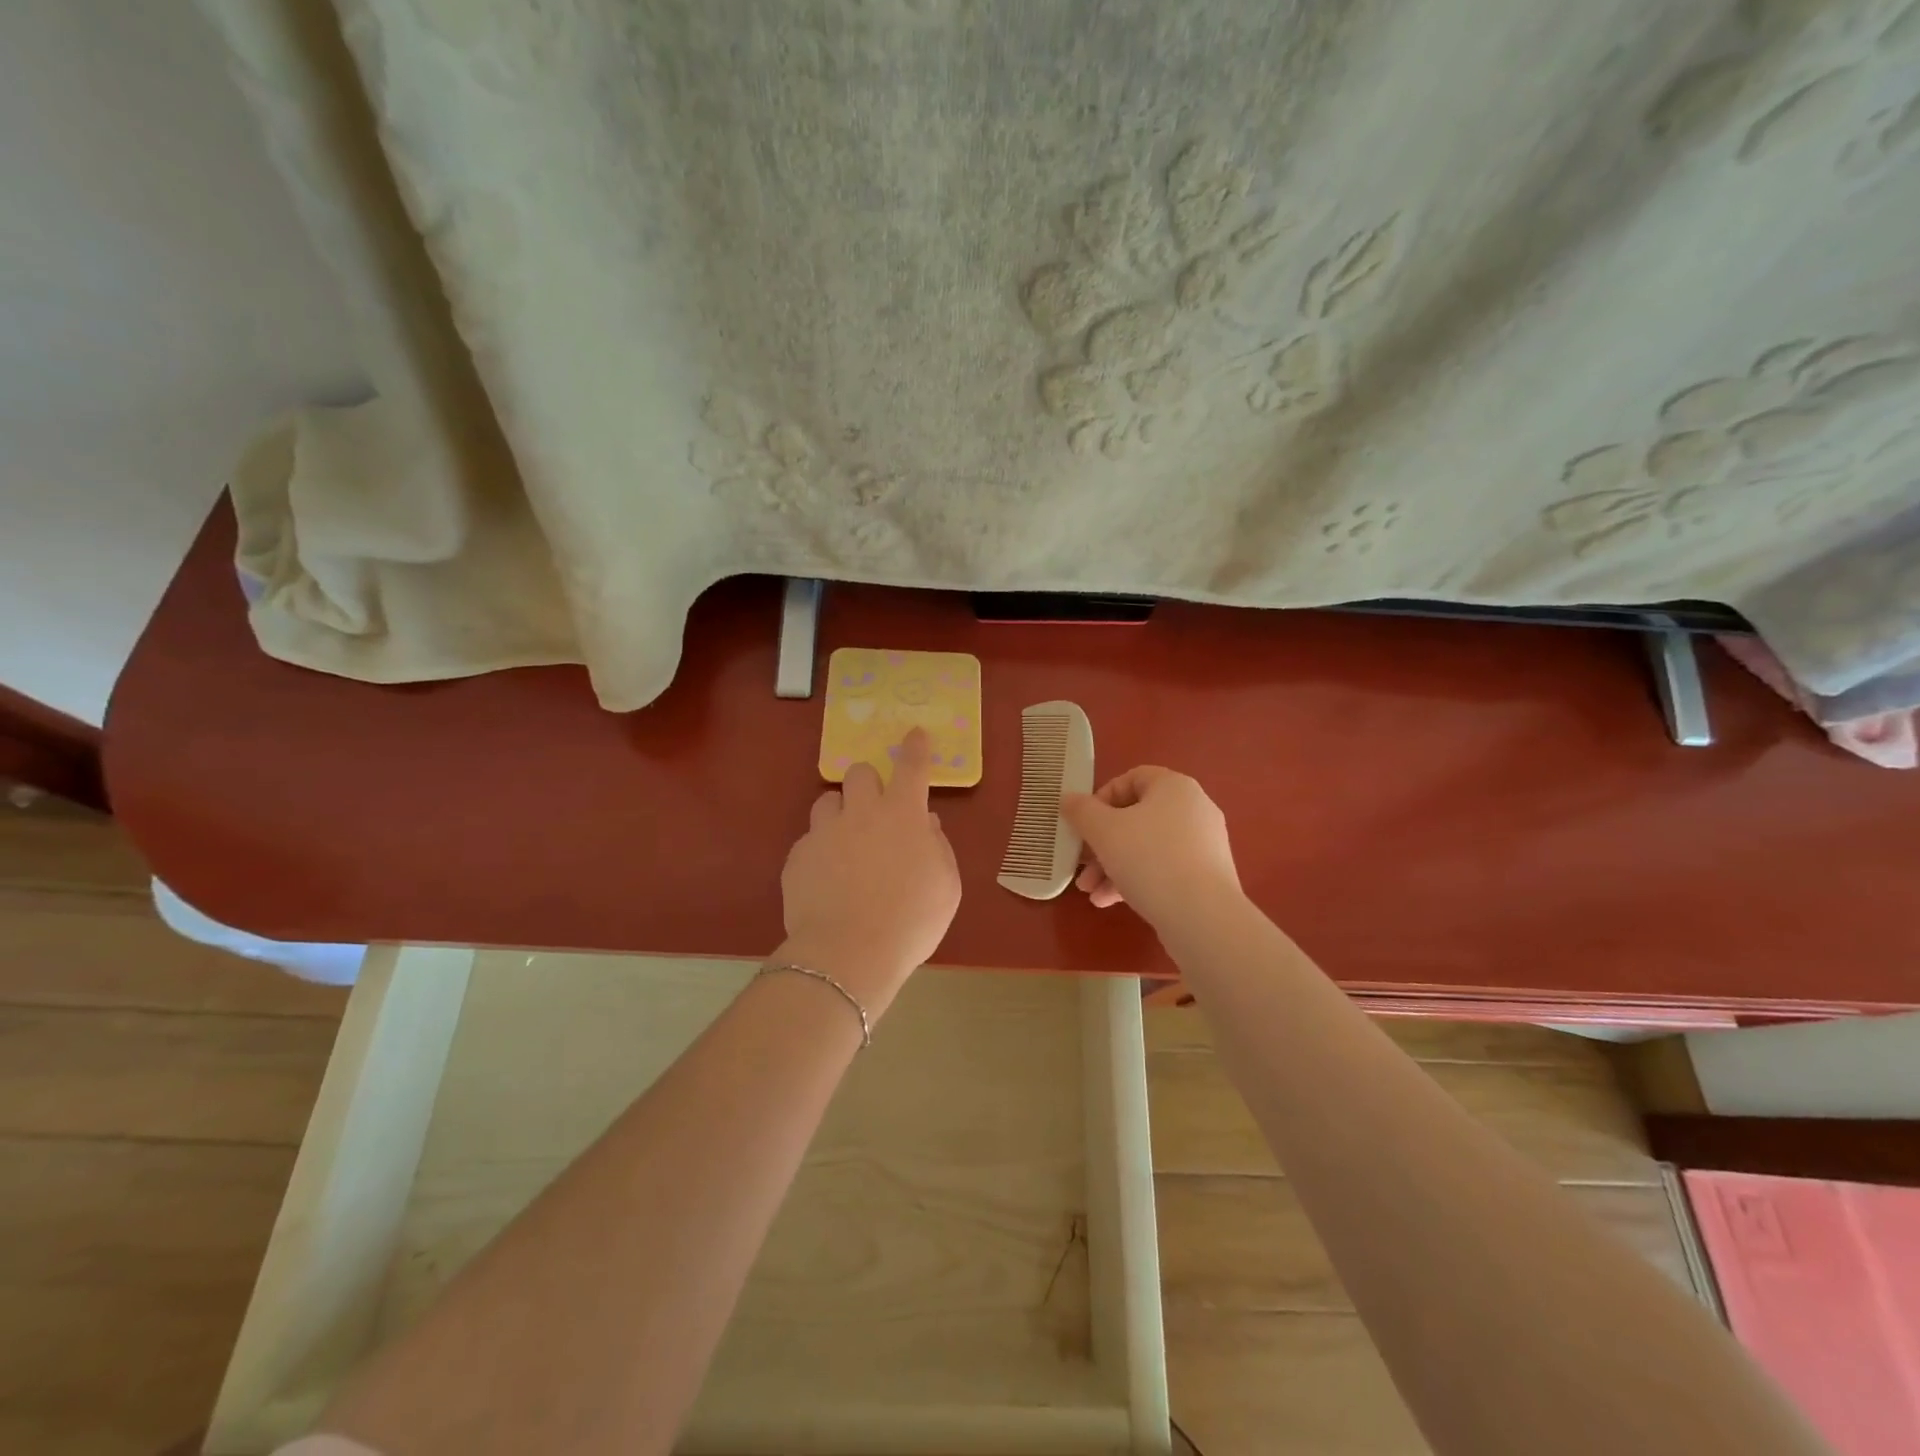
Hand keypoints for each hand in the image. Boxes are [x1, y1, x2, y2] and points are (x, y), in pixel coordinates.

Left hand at [778, 727, 960, 1016]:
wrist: (849, 953)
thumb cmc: (911, 920)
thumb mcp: (946, 886)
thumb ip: (937, 848)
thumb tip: (926, 825)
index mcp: (902, 815)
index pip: (912, 767)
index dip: (916, 747)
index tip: (915, 734)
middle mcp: (861, 813)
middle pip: (859, 773)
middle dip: (869, 783)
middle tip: (876, 811)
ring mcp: (824, 833)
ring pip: (827, 802)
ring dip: (840, 814)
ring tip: (847, 846)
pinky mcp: (797, 857)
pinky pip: (810, 841)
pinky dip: (821, 852)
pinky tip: (828, 882)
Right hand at [1062, 767, 1241, 929]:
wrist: (1203, 917)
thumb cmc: (1149, 859)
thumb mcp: (1103, 831)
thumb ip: (1081, 811)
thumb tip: (1068, 799)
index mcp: (1174, 787)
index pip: (1132, 779)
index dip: (1102, 797)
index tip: (1084, 822)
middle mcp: (1194, 809)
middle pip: (1135, 818)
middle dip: (1101, 843)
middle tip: (1080, 865)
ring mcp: (1203, 844)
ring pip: (1147, 847)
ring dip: (1112, 866)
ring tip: (1090, 892)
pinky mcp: (1206, 876)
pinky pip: (1164, 869)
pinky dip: (1136, 880)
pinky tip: (1109, 902)